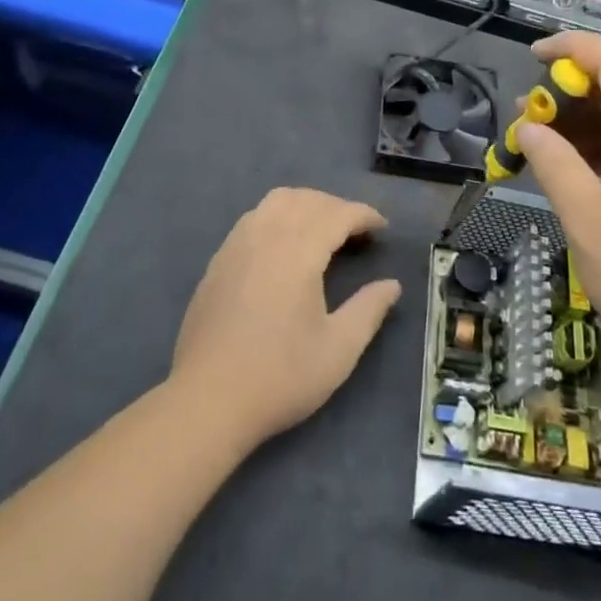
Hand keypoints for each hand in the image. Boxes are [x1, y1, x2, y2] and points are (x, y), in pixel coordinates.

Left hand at [170, 188, 401, 450]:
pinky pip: (254, 217)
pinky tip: (284, 244)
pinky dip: (278, 215)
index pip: (337, 214)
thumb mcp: (338, 350)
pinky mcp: (219, 260)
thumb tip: (392, 285)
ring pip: (276, 201)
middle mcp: (266, 235)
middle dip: (337, 206)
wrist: (208, 400)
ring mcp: (237, 244)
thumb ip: (369, 310)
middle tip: (357, 232)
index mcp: (298, 251)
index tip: (382, 228)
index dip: (364, 215)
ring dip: (306, 204)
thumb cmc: (280, 376)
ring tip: (323, 229)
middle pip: (307, 200)